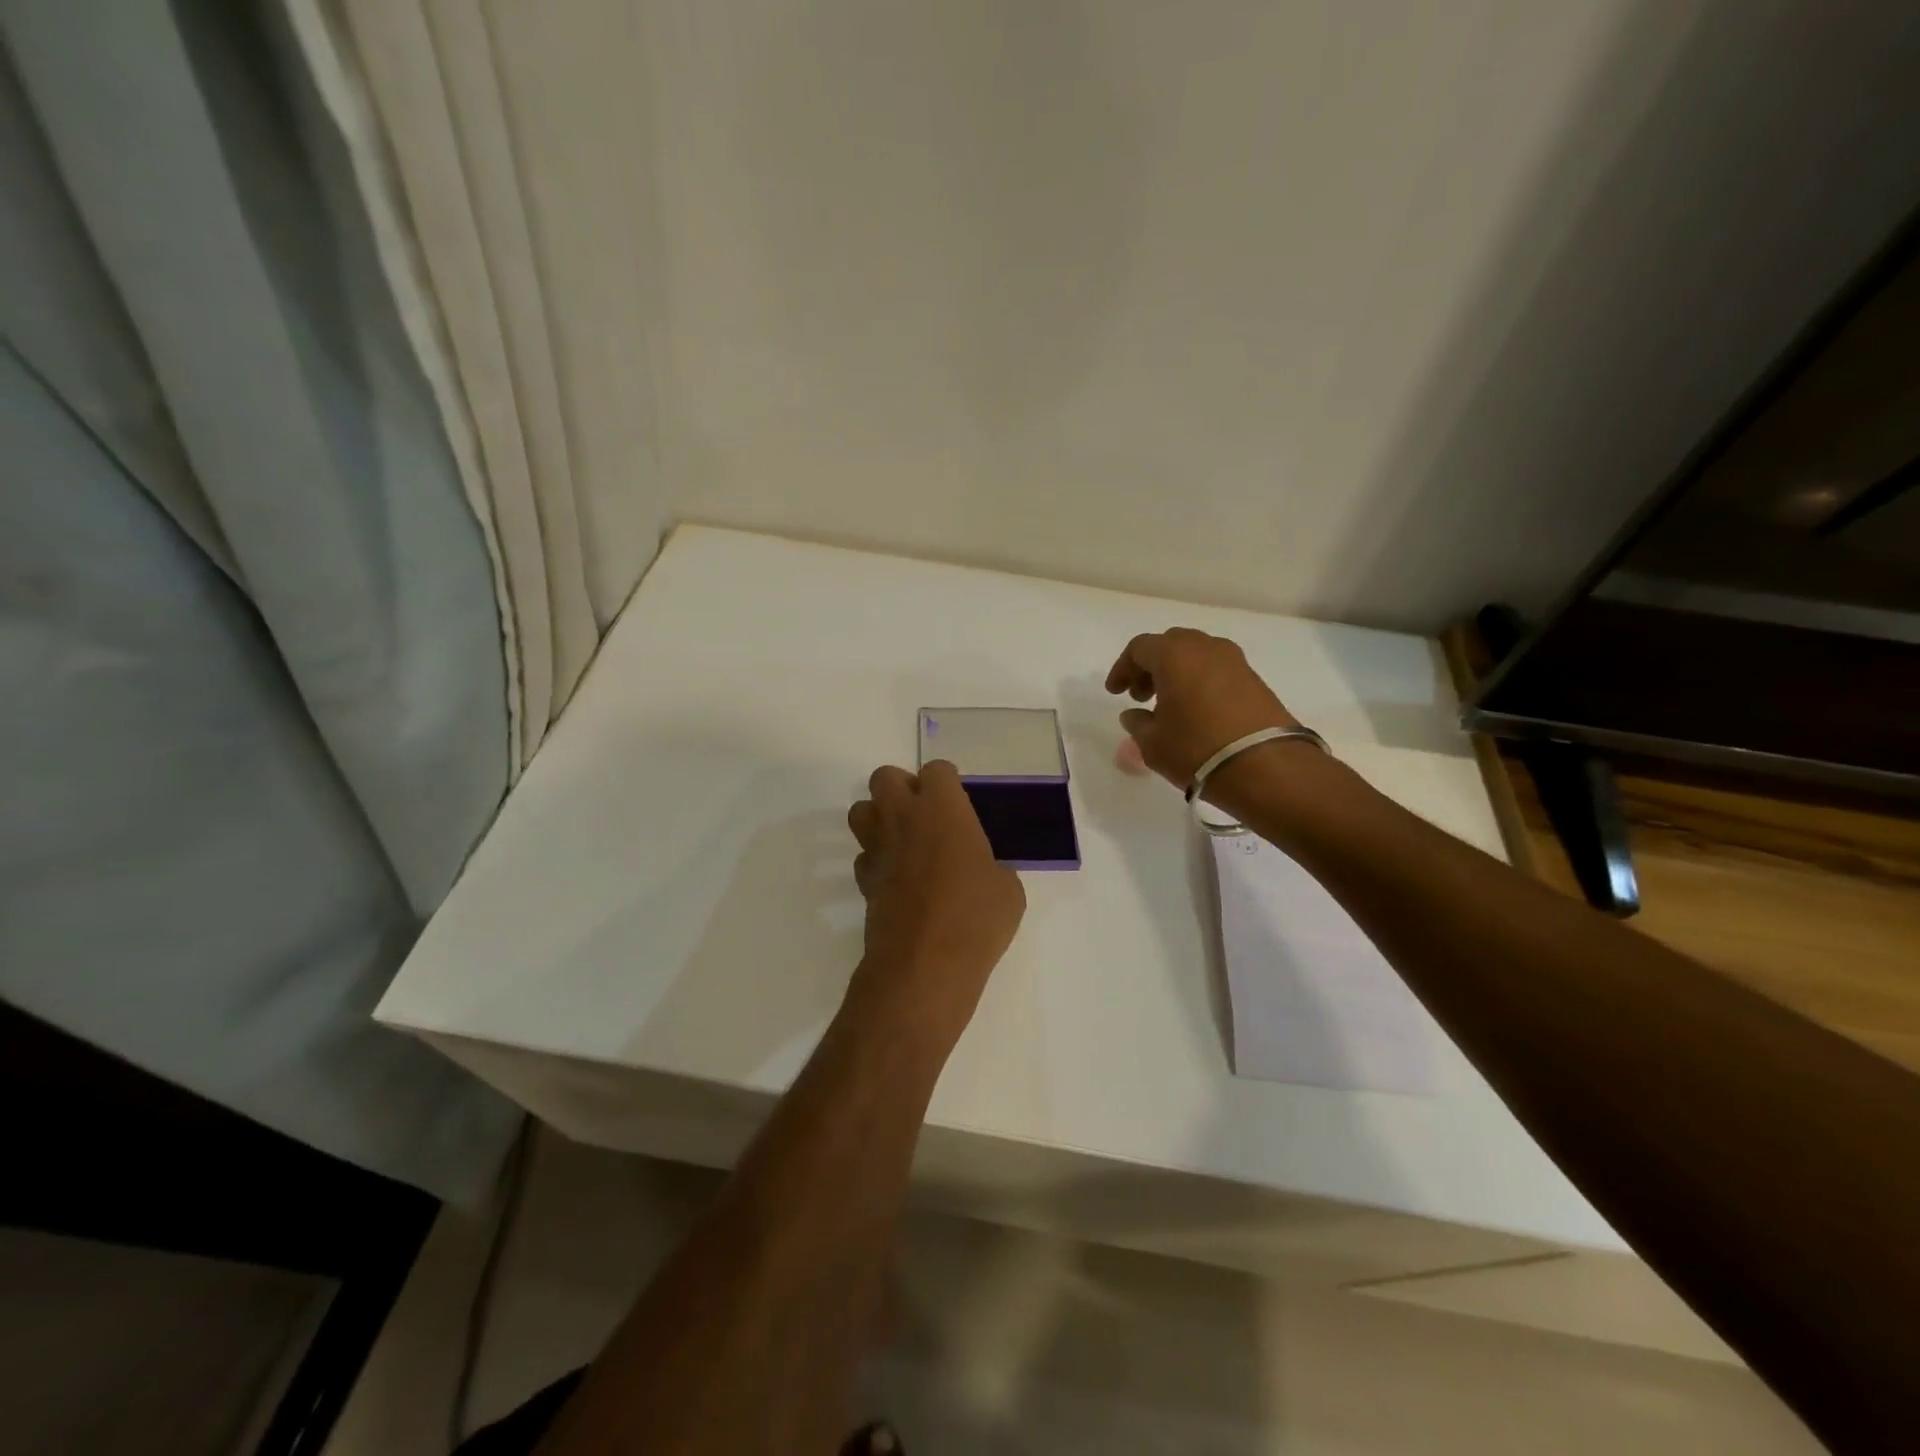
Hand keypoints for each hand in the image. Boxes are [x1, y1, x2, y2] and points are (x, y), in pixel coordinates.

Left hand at [845, 761, 1025, 1043]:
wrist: (925, 965)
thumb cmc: (976, 917)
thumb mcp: (1007, 889)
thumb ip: (993, 866)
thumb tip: (983, 872)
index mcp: (942, 808)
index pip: (936, 770)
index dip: (947, 783)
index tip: (959, 802)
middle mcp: (903, 818)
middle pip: (884, 777)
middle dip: (902, 787)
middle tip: (926, 814)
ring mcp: (878, 849)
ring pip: (860, 811)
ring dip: (879, 818)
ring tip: (905, 840)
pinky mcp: (863, 882)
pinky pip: (864, 856)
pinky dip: (877, 860)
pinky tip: (898, 880)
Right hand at [1104, 628, 1299, 789]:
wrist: (1266, 767)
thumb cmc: (1197, 750)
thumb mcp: (1153, 744)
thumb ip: (1138, 724)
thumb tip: (1134, 714)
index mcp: (1174, 654)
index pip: (1139, 648)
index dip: (1123, 669)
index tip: (1115, 693)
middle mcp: (1205, 648)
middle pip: (1170, 645)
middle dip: (1151, 666)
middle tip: (1141, 695)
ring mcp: (1235, 661)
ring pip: (1196, 654)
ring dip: (1177, 673)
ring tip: (1169, 705)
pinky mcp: (1255, 679)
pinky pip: (1217, 669)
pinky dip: (1200, 681)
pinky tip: (1197, 711)